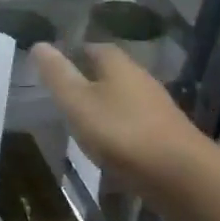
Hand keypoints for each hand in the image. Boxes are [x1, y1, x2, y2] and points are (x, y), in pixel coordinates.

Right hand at [33, 42, 204, 196]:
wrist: (181, 176)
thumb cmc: (121, 132)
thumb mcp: (77, 102)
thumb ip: (57, 75)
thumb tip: (39, 44)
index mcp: (119, 66)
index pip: (96, 48)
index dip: (76, 52)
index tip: (58, 64)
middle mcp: (141, 80)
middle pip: (113, 72)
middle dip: (91, 79)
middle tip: (65, 92)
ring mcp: (157, 109)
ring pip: (125, 98)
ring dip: (106, 105)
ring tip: (82, 119)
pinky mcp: (166, 136)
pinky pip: (135, 123)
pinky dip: (119, 128)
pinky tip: (107, 144)